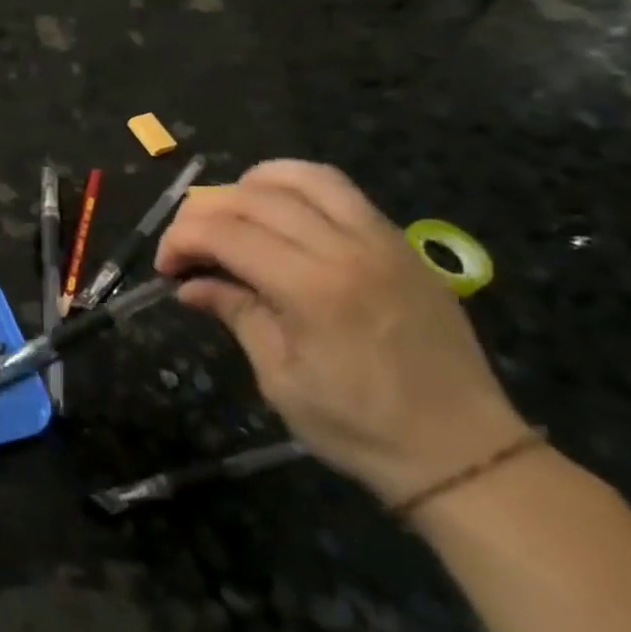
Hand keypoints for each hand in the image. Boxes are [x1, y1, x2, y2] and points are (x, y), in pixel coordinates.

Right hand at [154, 161, 530, 506]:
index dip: (181, 240)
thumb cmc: (359, 427)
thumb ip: (236, 315)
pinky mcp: (403, 246)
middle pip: (255, 197)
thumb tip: (190, 285)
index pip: (225, 233)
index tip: (165, 268)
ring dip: (252, 186)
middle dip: (204, 212)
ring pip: (304, 178)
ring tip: (231, 215)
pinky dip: (297, 191)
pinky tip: (280, 219)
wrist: (464, 453)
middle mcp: (348, 251)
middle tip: (187, 245)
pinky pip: (343, 193)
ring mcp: (383, 242)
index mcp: (312, 290)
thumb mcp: (280, 379)